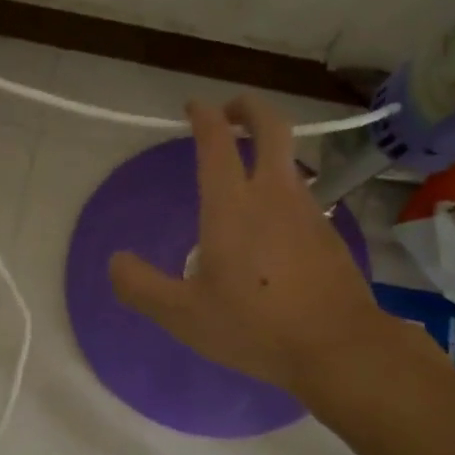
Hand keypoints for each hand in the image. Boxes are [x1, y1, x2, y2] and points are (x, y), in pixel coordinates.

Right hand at [109, 97, 382, 396]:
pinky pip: (301, 196)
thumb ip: (141, 287)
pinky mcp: (329, 233)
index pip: (217, 140)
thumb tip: (116, 261)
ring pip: (290, 161)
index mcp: (232, 205)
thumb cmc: (255, 326)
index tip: (193, 107)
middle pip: (271, 127)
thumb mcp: (183, 315)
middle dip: (249, 108)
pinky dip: (282, 190)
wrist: (338, 347)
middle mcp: (273, 194)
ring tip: (244, 175)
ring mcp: (308, 211)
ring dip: (267, 152)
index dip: (203, 115)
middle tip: (230, 110)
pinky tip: (271, 227)